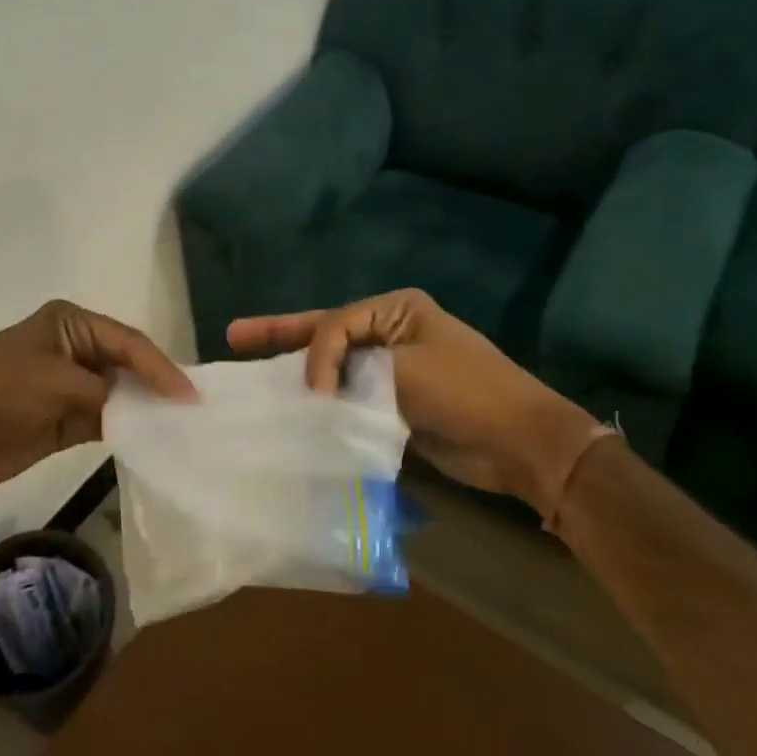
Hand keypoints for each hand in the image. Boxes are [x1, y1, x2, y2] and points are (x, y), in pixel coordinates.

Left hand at [0, 300, 193, 493]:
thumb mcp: (56, 382)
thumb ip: (103, 394)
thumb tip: (141, 411)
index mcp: (72, 324)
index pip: (128, 342)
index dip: (160, 367)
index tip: (188, 394)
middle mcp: (76, 350)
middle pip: (128, 366)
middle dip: (157, 385)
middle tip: (195, 410)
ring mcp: (70, 386)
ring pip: (120, 395)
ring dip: (146, 410)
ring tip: (183, 428)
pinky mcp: (64, 420)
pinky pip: (105, 422)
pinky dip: (127, 431)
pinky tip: (152, 442)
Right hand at [228, 289, 606, 515]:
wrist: (522, 445)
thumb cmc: (467, 393)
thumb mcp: (406, 371)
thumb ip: (352, 374)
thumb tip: (317, 394)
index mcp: (395, 310)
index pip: (335, 323)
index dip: (315, 355)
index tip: (315, 393)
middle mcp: (389, 332)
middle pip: (324, 332)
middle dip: (280, 335)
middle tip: (234, 335)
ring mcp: (391, 368)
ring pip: (333, 366)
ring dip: (297, 370)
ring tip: (250, 367)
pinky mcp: (393, 402)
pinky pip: (348, 397)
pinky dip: (323, 403)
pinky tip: (293, 409)